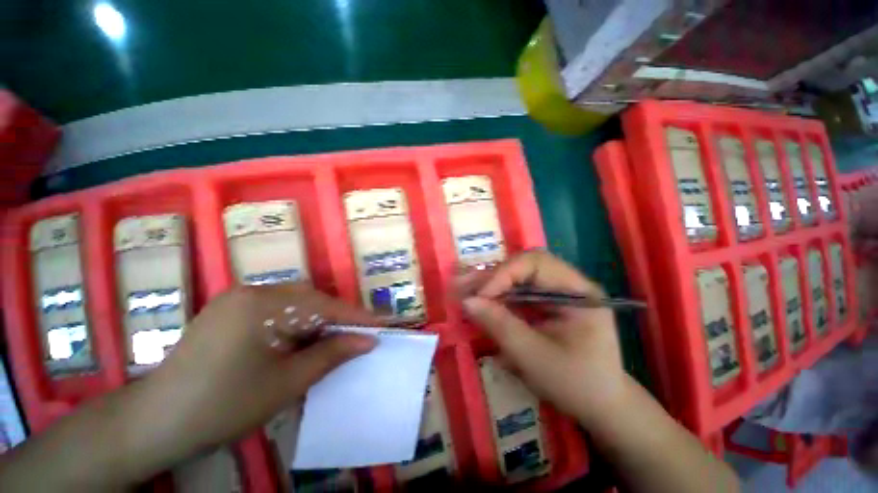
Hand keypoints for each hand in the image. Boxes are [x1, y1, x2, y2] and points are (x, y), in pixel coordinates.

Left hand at [147, 284, 377, 452]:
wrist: (155, 423)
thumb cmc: (223, 406)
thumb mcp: (286, 383)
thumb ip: (331, 354)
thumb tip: (368, 340)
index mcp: (262, 303)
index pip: (323, 305)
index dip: (356, 316)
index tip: (382, 324)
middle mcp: (251, 291)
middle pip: (310, 300)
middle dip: (336, 318)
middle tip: (356, 337)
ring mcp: (237, 299)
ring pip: (294, 304)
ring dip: (316, 321)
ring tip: (331, 342)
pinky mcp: (229, 311)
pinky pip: (276, 310)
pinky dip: (295, 324)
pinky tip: (298, 343)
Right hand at [458, 251, 625, 424]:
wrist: (601, 406)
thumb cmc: (576, 385)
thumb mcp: (535, 358)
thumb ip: (500, 326)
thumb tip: (467, 301)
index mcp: (579, 292)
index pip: (536, 264)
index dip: (504, 274)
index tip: (479, 296)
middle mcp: (569, 283)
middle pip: (524, 265)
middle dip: (492, 276)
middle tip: (462, 285)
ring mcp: (557, 291)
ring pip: (517, 275)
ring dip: (490, 282)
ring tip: (464, 289)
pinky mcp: (546, 302)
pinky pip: (517, 289)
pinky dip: (497, 294)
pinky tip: (480, 298)